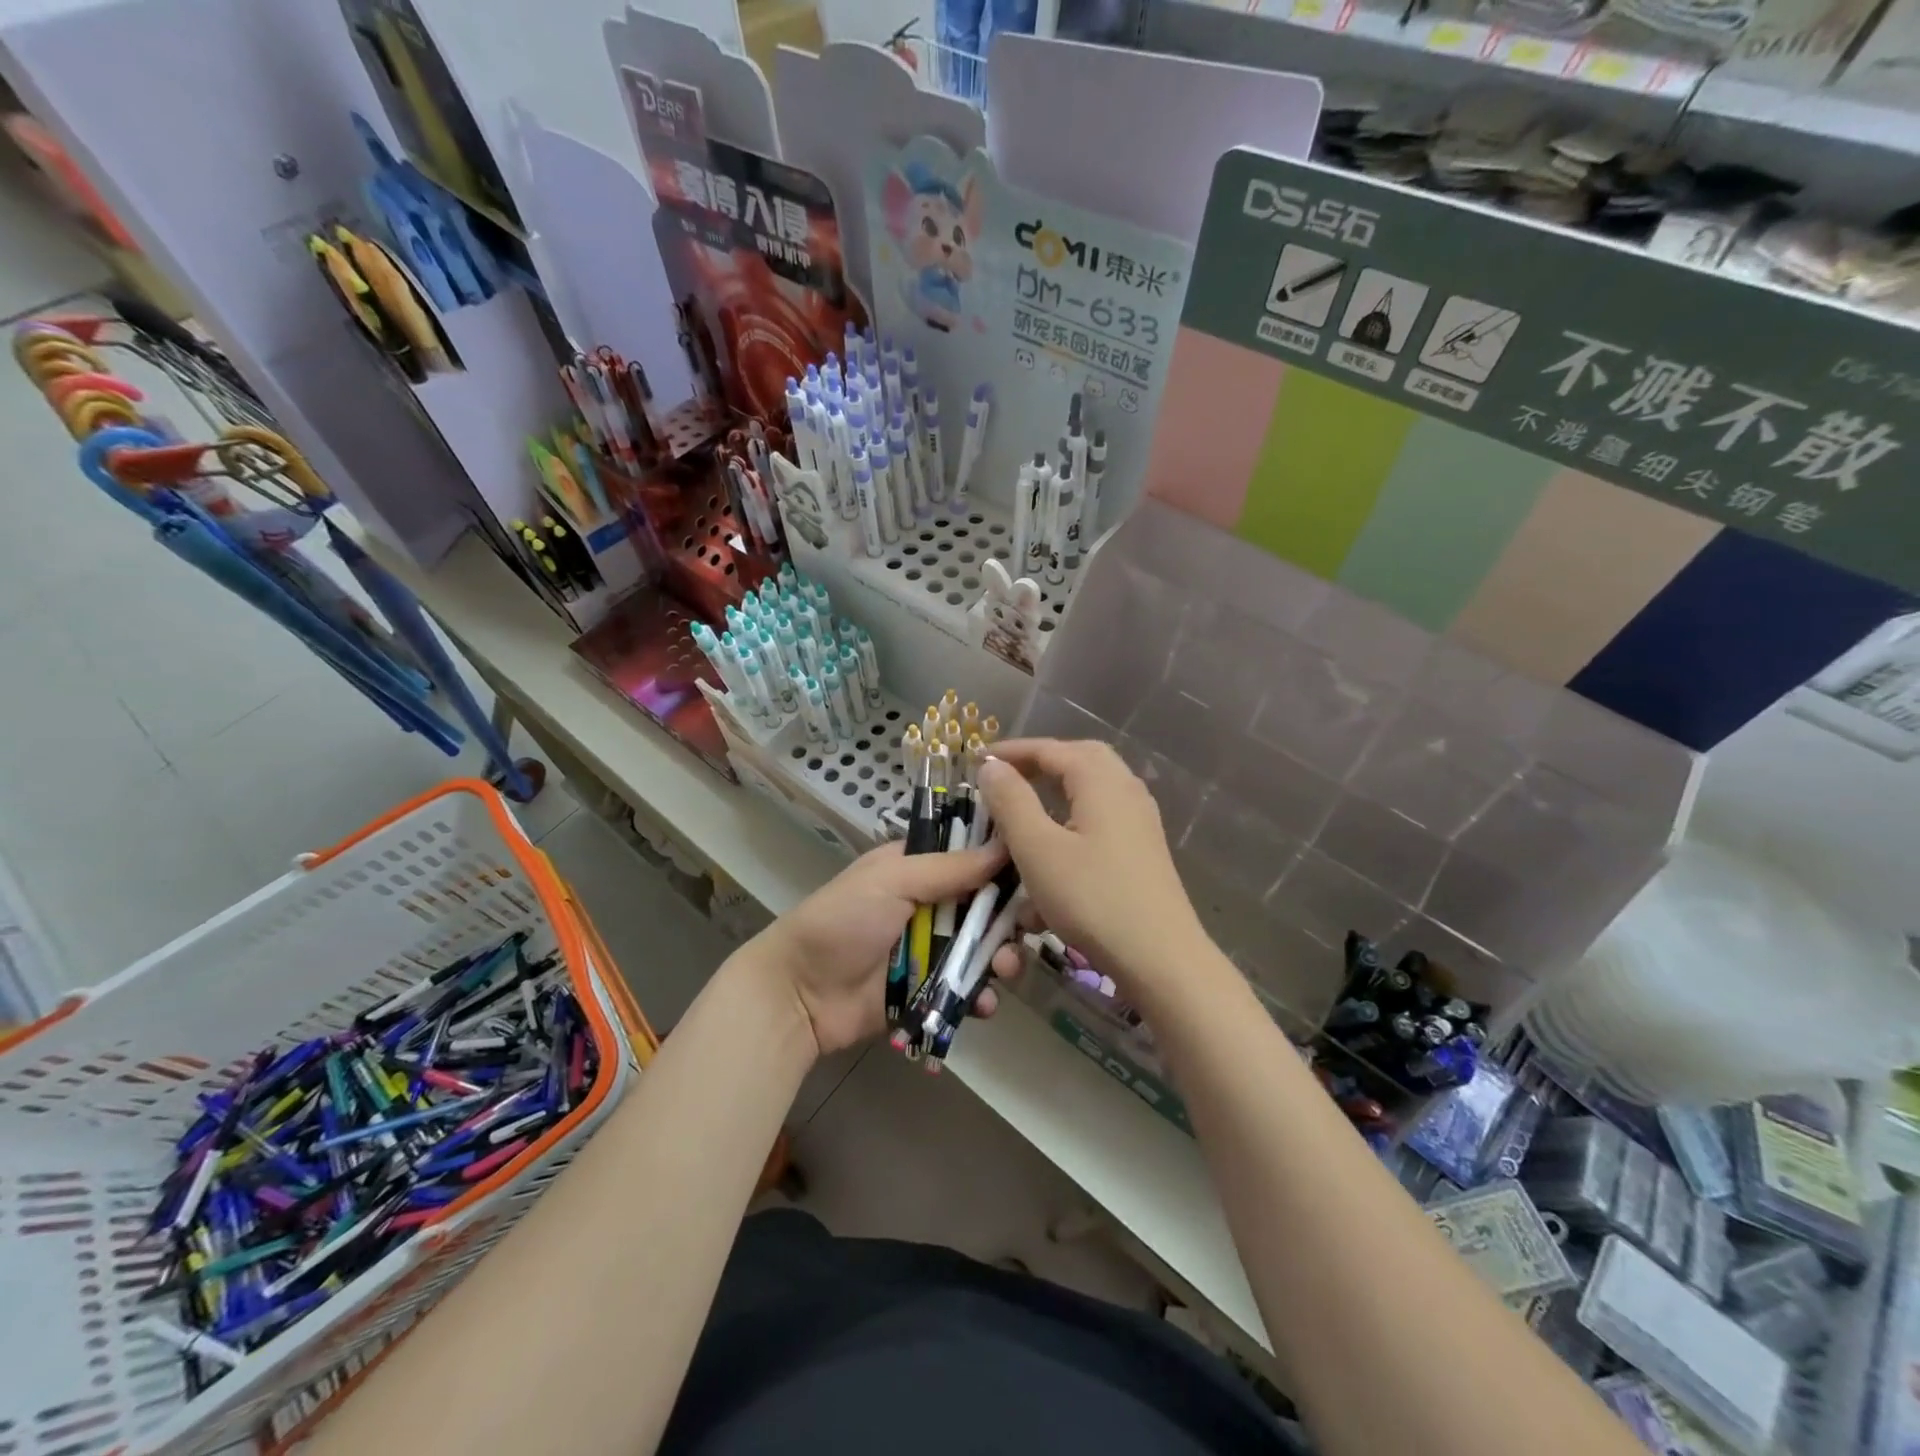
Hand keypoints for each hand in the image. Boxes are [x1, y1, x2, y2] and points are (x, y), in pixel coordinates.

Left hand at [742, 839, 1010, 1057]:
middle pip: (985, 906)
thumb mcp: (893, 880)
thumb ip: (950, 867)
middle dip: (1010, 920)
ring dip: (1000, 960)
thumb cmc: (842, 921)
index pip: (970, 855)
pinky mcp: (928, 991)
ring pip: (982, 950)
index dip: (1003, 862)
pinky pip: (966, 990)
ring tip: (1003, 972)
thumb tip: (1005, 843)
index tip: (1036, 869)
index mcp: (916, 868)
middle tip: (1027, 930)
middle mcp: (929, 904)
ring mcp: (929, 950)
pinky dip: (980, 996)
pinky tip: (984, 1004)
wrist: (798, 994)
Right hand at [978, 739, 1210, 1006]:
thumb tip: (992, 767)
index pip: (1050, 749)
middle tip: (1005, 776)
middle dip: (1039, 762)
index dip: (1010, 752)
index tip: (975, 760)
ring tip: (1025, 808)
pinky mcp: (1142, 850)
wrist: (1160, 958)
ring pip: (1092, 790)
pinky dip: (1072, 821)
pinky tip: (1054, 850)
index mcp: (1101, 781)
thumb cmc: (1092, 898)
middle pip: (1079, 759)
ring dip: (1056, 791)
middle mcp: (1125, 790)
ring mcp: (1139, 821)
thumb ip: (1011, 802)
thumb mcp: (1038, 849)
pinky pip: (1101, 818)